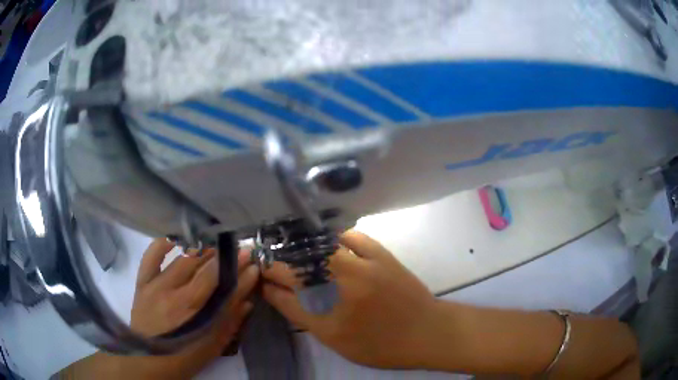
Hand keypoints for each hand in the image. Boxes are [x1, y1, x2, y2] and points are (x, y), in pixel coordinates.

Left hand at [127, 239, 258, 377]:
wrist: (147, 360)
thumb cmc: (183, 358)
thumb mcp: (211, 347)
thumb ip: (230, 323)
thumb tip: (248, 302)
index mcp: (195, 315)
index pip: (222, 286)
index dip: (240, 273)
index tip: (253, 262)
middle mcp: (176, 296)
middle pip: (205, 270)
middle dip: (226, 258)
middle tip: (239, 251)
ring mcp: (157, 286)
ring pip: (183, 260)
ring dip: (203, 251)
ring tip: (215, 246)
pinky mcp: (143, 283)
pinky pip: (151, 256)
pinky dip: (163, 244)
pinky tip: (175, 239)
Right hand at [262, 230, 436, 368]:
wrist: (427, 332)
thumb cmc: (380, 344)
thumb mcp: (335, 338)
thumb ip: (300, 314)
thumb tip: (273, 292)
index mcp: (335, 301)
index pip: (289, 283)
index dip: (270, 276)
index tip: (260, 275)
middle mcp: (349, 276)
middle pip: (304, 259)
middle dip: (283, 260)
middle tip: (276, 267)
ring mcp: (368, 262)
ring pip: (328, 243)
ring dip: (307, 246)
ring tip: (298, 254)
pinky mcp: (384, 255)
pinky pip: (356, 236)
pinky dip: (339, 237)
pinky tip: (332, 244)